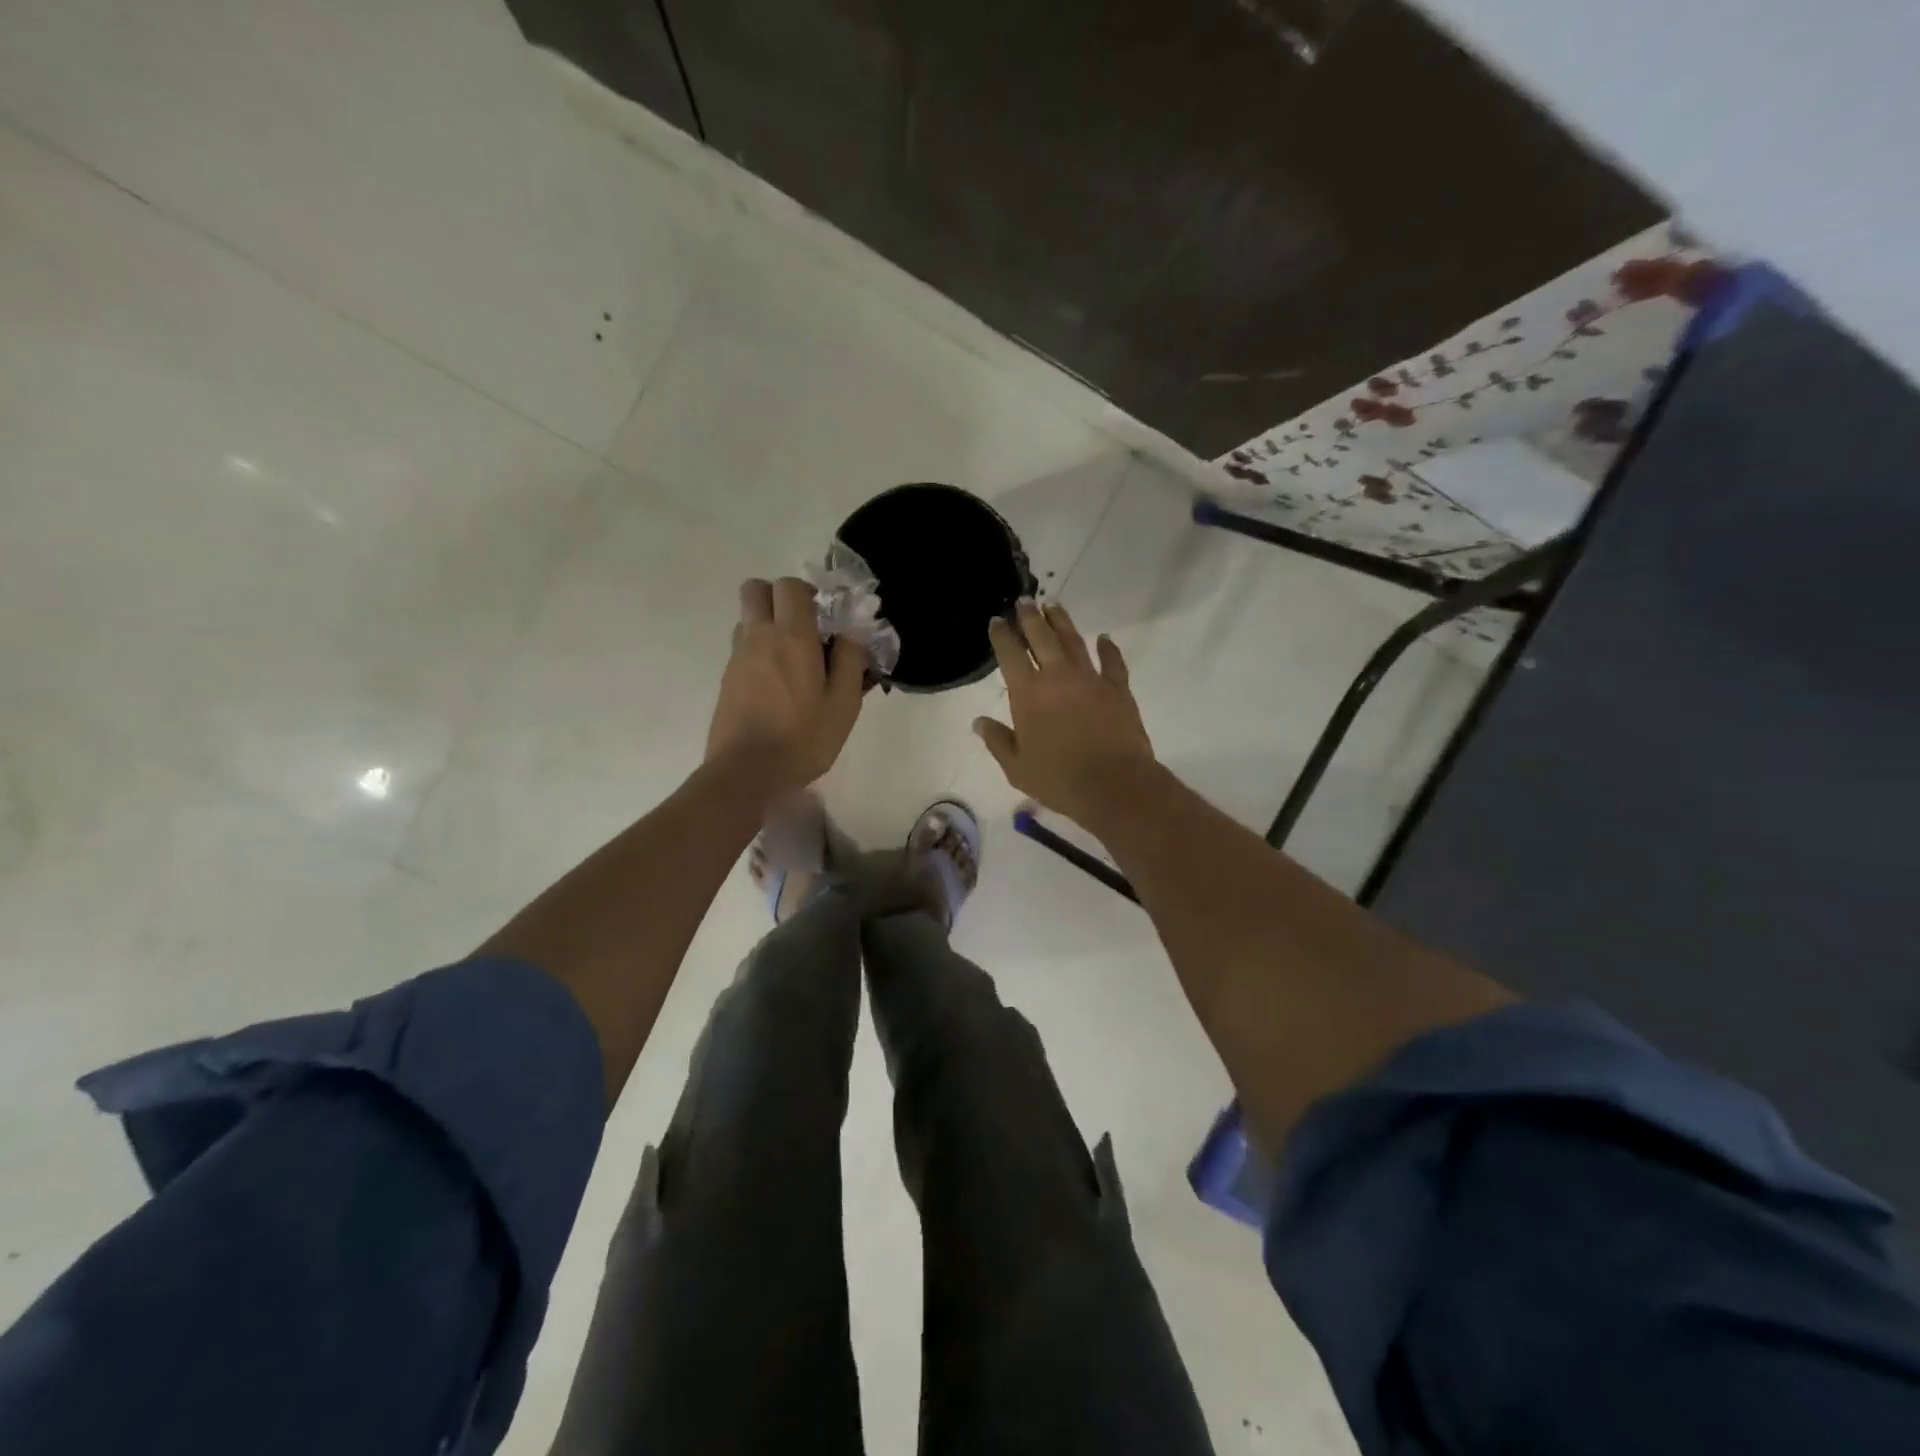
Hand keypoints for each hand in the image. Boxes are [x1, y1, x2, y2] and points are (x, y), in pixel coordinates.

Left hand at [707, 577, 868, 795]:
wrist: (746, 773)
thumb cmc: (803, 738)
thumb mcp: (844, 704)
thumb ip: (850, 661)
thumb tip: (851, 635)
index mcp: (791, 637)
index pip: (789, 586)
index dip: (808, 593)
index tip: (825, 618)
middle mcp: (758, 637)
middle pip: (755, 590)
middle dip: (778, 598)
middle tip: (803, 628)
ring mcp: (736, 658)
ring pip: (747, 620)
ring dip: (768, 626)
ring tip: (793, 661)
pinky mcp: (726, 681)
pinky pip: (742, 649)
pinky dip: (759, 654)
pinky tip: (779, 688)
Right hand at [974, 599, 1157, 827]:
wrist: (1113, 785)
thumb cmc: (1058, 779)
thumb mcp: (1017, 767)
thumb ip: (997, 741)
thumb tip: (979, 722)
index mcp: (1028, 694)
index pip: (1010, 655)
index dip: (1002, 635)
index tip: (996, 621)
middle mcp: (1057, 677)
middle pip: (1041, 637)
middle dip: (1030, 618)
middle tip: (1024, 602)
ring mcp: (1090, 679)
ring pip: (1073, 640)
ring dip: (1061, 621)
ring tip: (1053, 606)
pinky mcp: (1118, 688)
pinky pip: (1112, 661)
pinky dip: (1108, 647)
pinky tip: (1103, 638)